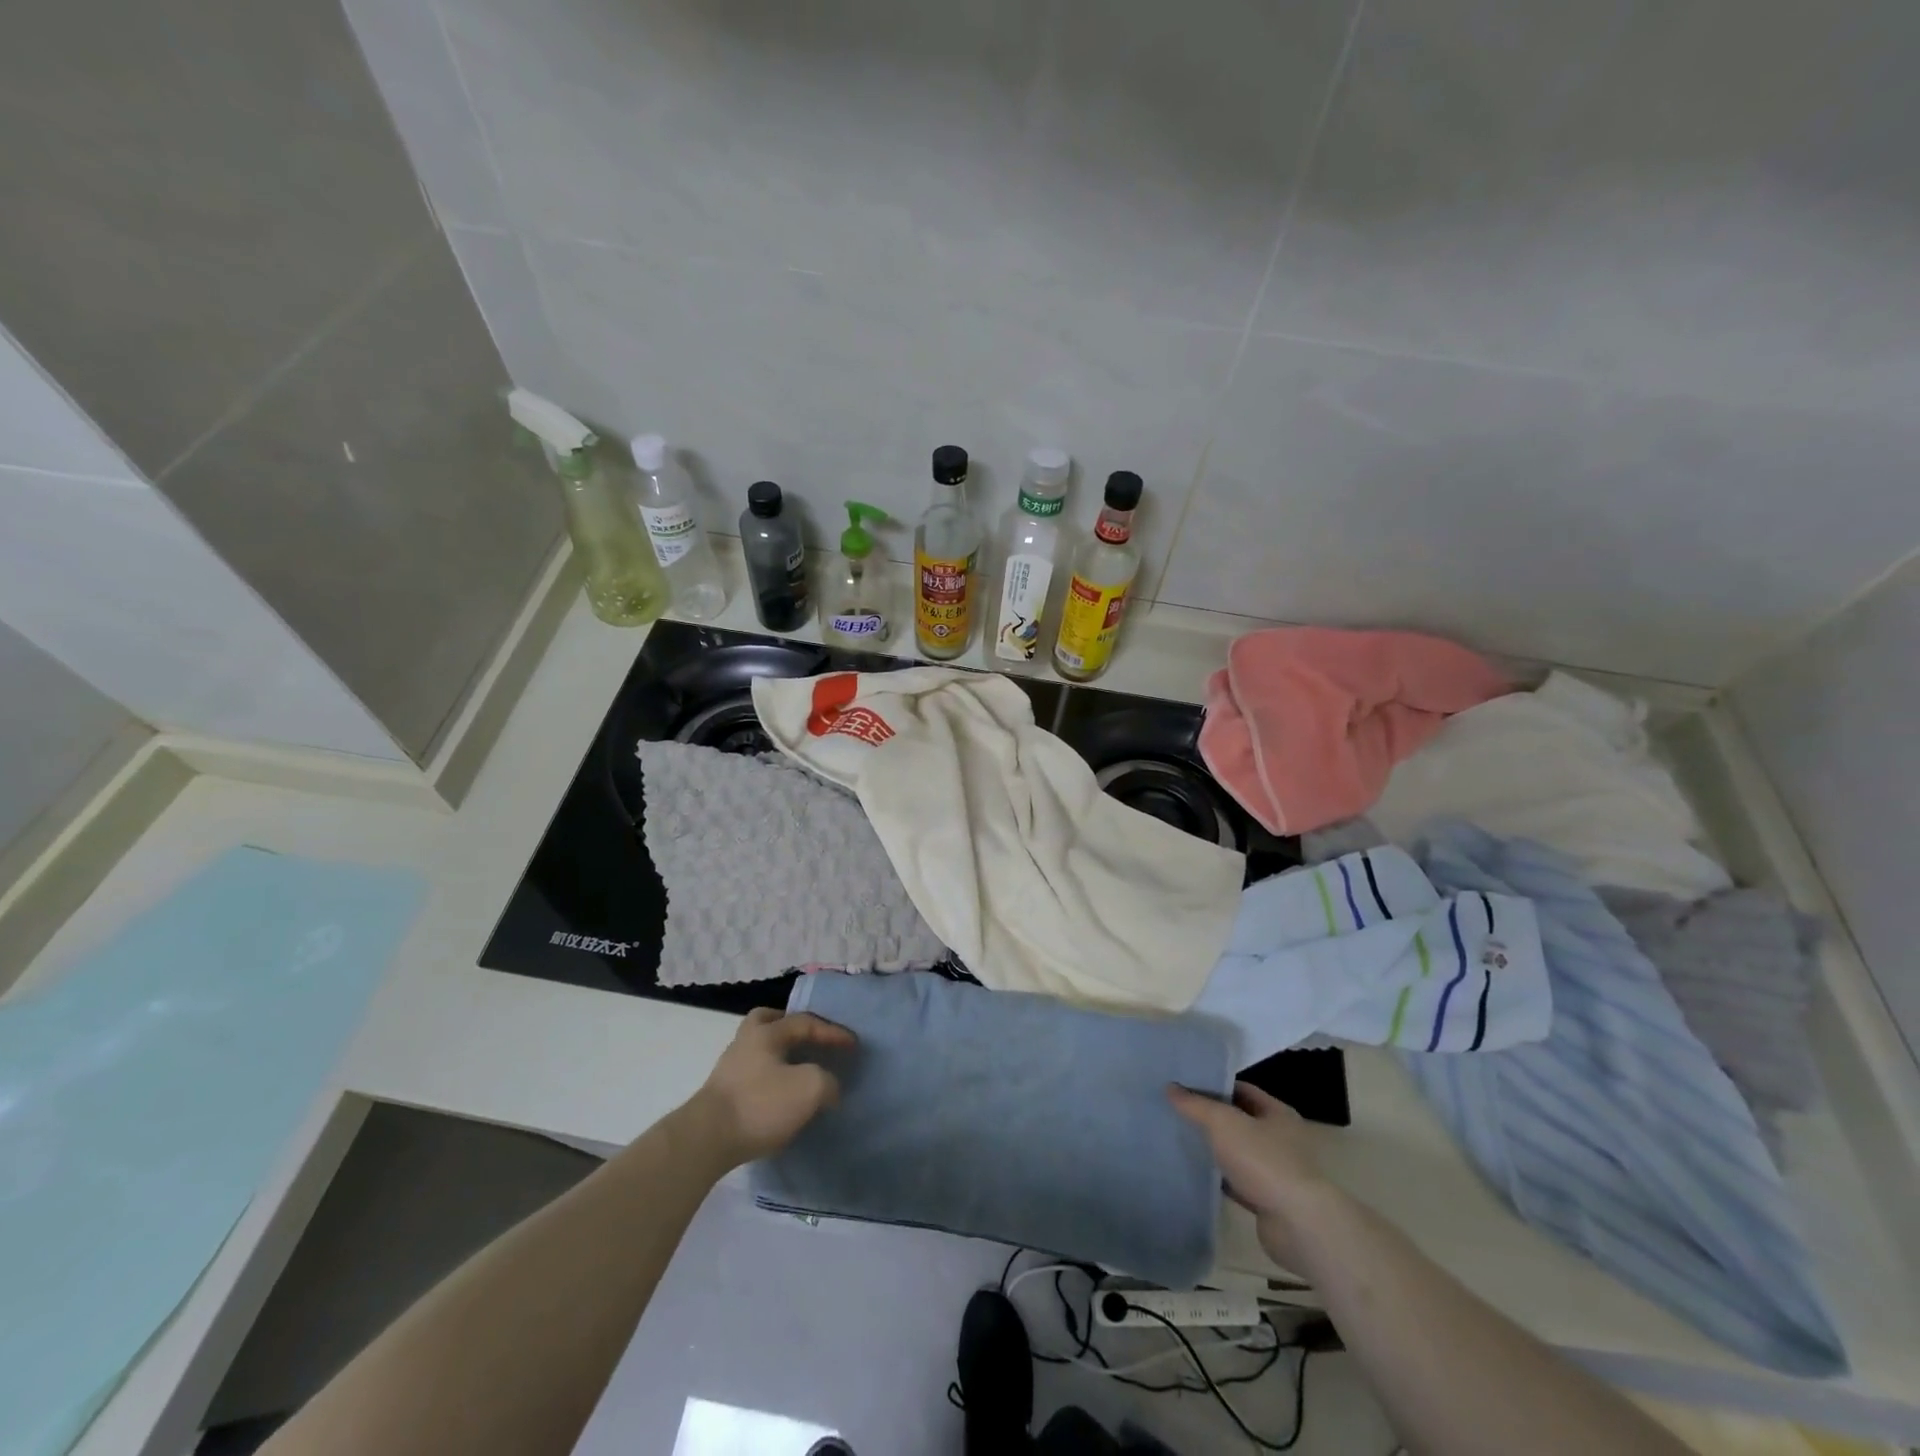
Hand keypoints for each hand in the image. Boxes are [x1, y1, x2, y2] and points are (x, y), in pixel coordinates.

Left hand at [692, 1008, 856, 1164]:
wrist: (706, 1140)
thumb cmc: (760, 1105)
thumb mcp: (808, 1088)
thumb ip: (827, 1081)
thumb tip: (829, 1088)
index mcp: (767, 1032)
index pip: (806, 1022)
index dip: (833, 1032)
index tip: (854, 1046)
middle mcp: (745, 1042)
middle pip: (769, 1021)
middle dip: (791, 1027)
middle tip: (810, 1038)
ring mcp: (729, 1068)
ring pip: (759, 1048)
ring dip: (780, 1054)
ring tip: (798, 1070)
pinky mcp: (722, 1095)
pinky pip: (753, 1073)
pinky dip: (770, 1076)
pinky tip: (780, 1094)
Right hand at [1171, 1081, 1336, 1269]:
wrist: (1297, 1225)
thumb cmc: (1263, 1161)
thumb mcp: (1223, 1123)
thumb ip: (1195, 1104)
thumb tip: (1170, 1087)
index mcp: (1278, 1113)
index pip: (1242, 1090)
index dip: (1215, 1085)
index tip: (1186, 1085)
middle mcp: (1281, 1139)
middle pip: (1240, 1121)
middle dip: (1211, 1118)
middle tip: (1178, 1111)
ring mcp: (1276, 1171)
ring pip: (1238, 1152)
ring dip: (1216, 1149)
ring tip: (1182, 1140)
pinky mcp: (1268, 1200)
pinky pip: (1238, 1182)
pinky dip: (1221, 1178)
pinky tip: (1197, 1174)